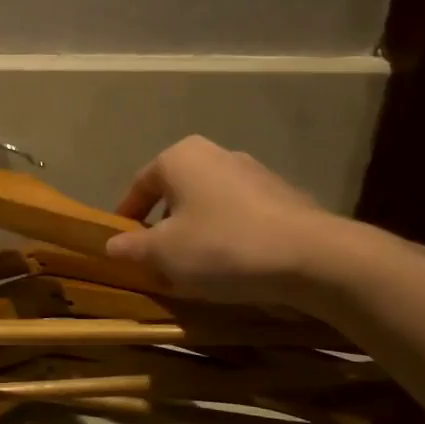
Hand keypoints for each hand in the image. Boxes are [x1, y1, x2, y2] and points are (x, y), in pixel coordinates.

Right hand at [106, 136, 350, 305]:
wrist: (312, 257)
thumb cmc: (222, 246)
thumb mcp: (163, 254)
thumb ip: (131, 247)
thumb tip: (112, 245)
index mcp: (180, 158)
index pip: (140, 186)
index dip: (126, 217)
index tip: (121, 245)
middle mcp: (216, 154)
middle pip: (176, 193)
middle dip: (163, 226)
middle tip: (157, 260)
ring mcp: (254, 172)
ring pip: (209, 205)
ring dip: (196, 232)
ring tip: (195, 269)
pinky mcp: (283, 196)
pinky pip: (240, 216)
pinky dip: (228, 236)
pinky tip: (232, 266)